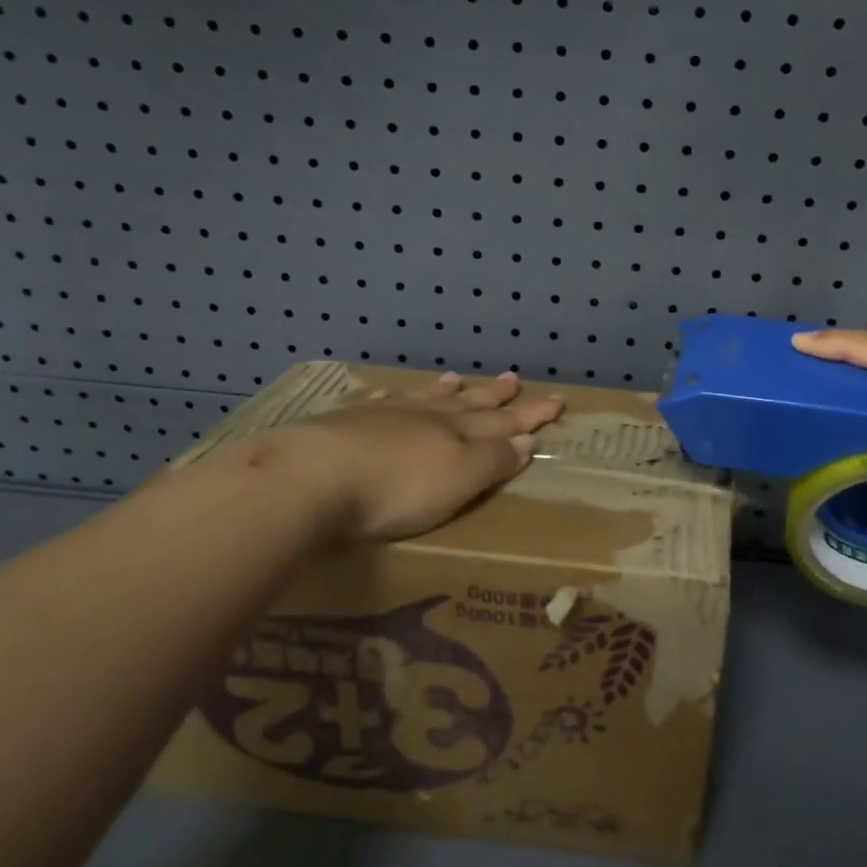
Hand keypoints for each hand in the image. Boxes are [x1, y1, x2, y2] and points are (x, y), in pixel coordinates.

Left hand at [237, 372, 564, 543]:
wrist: (311, 478)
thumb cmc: (395, 489)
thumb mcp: (458, 481)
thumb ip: (493, 461)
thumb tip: (525, 439)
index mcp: (457, 434)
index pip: (504, 422)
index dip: (531, 414)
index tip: (556, 399)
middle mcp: (426, 418)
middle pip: (467, 404)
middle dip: (493, 396)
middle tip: (514, 378)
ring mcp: (384, 416)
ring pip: (423, 399)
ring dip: (444, 392)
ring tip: (456, 377)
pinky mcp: (345, 424)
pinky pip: (377, 404)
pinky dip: (390, 400)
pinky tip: (388, 396)